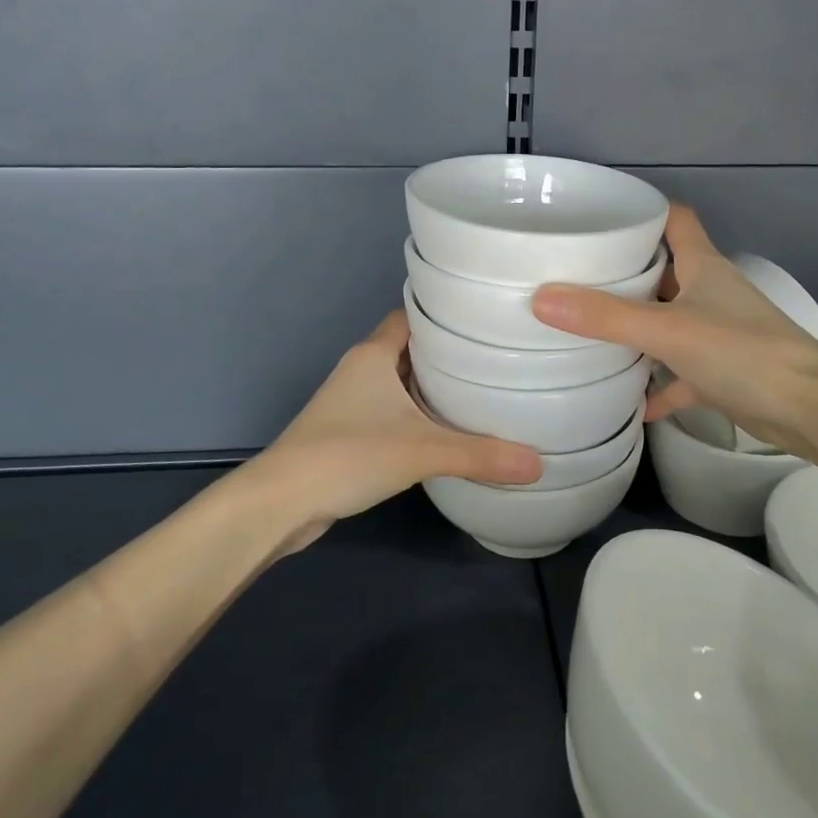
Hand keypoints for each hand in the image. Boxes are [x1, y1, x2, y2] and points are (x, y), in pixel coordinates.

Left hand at [248, 309, 541, 552]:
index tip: (485, 319)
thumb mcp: (422, 451)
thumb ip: (481, 455)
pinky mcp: (346, 432)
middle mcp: (360, 368)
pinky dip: (416, 414)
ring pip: (399, 381)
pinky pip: (391, 410)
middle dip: (448, 352)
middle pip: (410, 348)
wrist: (280, 503)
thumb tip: (538, 464)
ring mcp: (350, 401)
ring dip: (431, 385)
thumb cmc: (348, 455)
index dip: (446, 314)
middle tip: (495, 356)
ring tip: (481, 389)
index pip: (413, 315)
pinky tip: (444, 430)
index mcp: (374, 354)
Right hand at [531, 205, 817, 457]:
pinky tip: (633, 402)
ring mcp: (720, 333)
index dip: (645, 211)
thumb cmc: (743, 352)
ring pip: (672, 321)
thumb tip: (541, 298)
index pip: (676, 219)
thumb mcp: (668, 331)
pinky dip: (660, 384)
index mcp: (704, 266)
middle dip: (627, 272)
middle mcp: (712, 292)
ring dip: (640, 327)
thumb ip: (606, 317)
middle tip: (578, 275)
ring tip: (591, 330)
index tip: (603, 216)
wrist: (812, 410)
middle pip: (666, 270)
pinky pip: (682, 373)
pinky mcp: (725, 373)